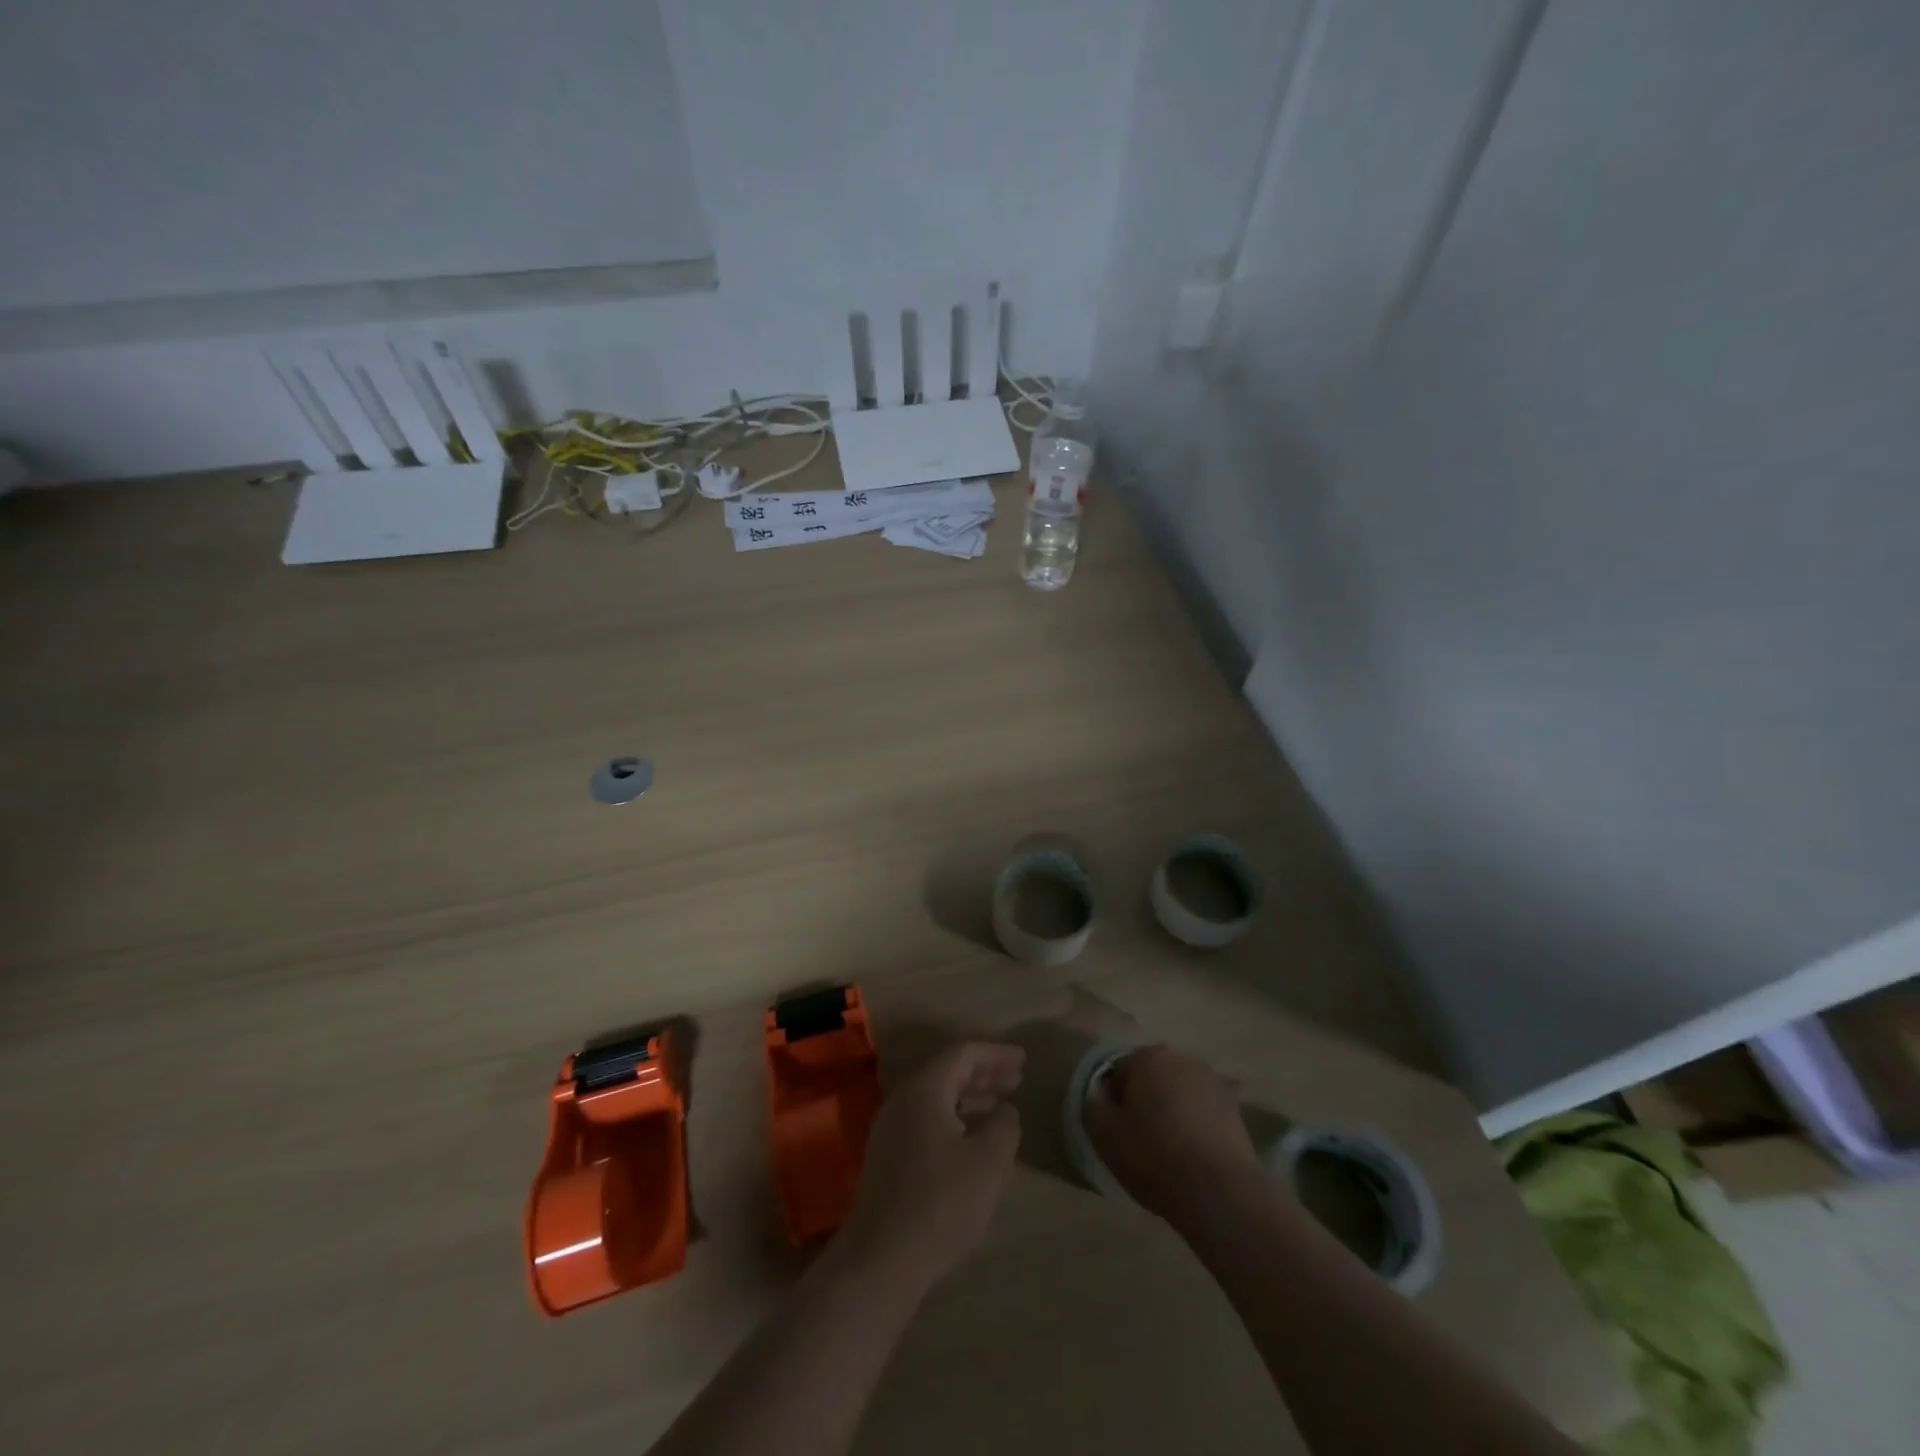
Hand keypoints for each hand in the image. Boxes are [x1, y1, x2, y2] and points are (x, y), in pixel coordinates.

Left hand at [835, 1041, 1024, 1296]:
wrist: (880, 1261)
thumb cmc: (940, 1204)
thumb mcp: (987, 1162)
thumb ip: (1003, 1126)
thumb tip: (1005, 1112)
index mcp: (923, 1089)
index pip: (962, 1053)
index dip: (995, 1053)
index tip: (1023, 1061)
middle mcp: (902, 1100)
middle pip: (947, 1072)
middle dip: (984, 1073)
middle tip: (1016, 1080)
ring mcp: (891, 1129)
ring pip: (936, 1098)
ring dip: (969, 1097)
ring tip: (999, 1107)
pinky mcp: (888, 1157)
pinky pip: (926, 1120)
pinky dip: (954, 1119)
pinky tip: (972, 1141)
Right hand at [1081, 1045, 1262, 1221]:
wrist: (1219, 1192)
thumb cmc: (1154, 1157)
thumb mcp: (1106, 1136)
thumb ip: (1093, 1106)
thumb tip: (1097, 1094)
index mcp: (1148, 1058)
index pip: (1119, 1071)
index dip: (1114, 1101)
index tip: (1117, 1130)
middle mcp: (1182, 1059)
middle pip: (1152, 1078)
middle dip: (1145, 1101)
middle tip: (1141, 1139)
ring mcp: (1213, 1082)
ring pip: (1179, 1093)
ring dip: (1172, 1111)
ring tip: (1170, 1151)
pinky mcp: (1235, 1109)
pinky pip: (1203, 1112)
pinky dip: (1196, 1126)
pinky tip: (1194, 1157)